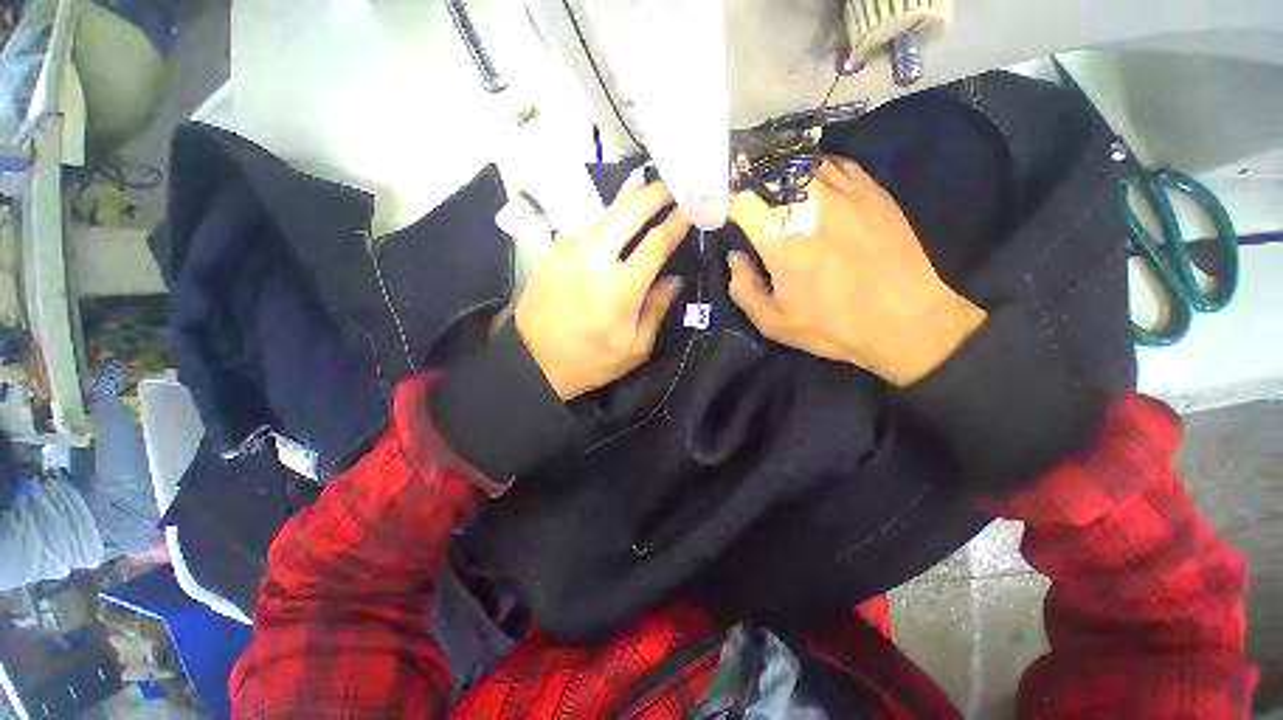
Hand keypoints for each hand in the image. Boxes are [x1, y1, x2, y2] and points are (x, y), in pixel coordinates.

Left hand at [515, 178, 688, 400]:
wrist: (535, 363)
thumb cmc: (591, 361)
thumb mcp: (635, 348)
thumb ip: (657, 309)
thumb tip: (675, 279)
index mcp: (622, 288)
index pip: (656, 243)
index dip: (676, 223)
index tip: (689, 209)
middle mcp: (595, 261)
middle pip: (627, 214)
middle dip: (652, 194)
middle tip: (669, 184)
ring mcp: (569, 253)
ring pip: (601, 215)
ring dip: (624, 198)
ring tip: (641, 182)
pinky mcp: (551, 255)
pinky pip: (579, 229)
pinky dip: (597, 219)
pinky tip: (605, 216)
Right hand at [726, 156, 985, 386]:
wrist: (905, 321)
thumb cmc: (832, 326)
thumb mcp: (772, 322)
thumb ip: (743, 288)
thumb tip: (736, 256)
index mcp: (780, 238)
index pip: (741, 199)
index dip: (725, 201)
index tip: (723, 212)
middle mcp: (811, 203)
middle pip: (769, 173)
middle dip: (751, 185)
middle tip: (747, 202)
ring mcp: (845, 190)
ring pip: (800, 163)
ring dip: (781, 176)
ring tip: (777, 194)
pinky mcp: (872, 189)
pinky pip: (834, 163)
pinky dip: (815, 171)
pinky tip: (813, 189)